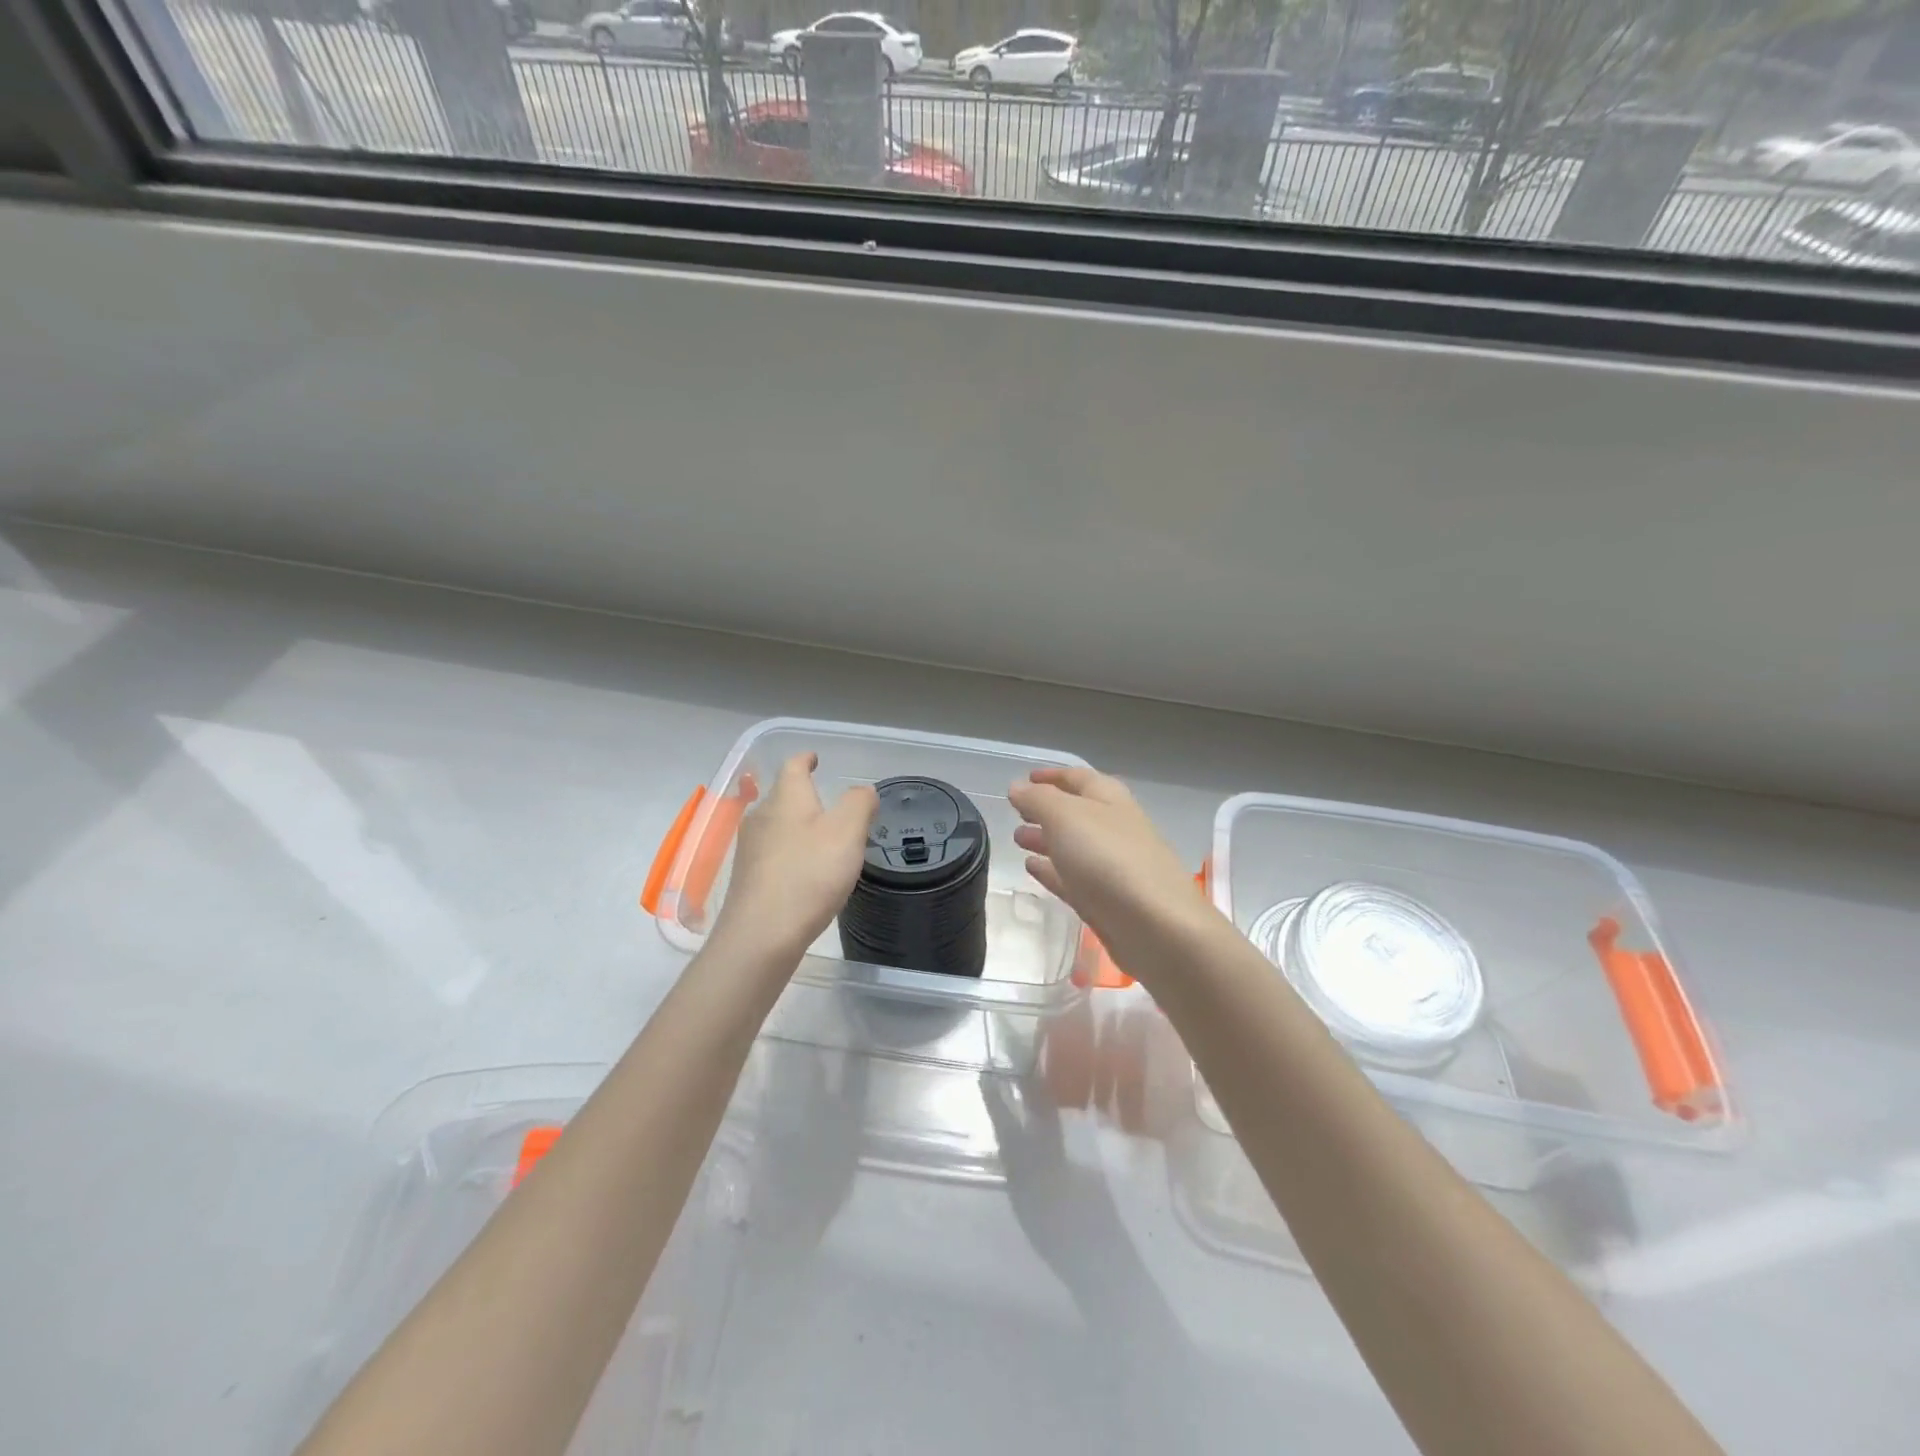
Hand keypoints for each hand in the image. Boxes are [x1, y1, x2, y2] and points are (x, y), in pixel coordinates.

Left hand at [708, 752, 877, 962]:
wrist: (762, 935)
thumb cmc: (809, 874)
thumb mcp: (847, 832)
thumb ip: (859, 804)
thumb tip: (862, 790)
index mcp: (786, 798)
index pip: (793, 766)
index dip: (806, 759)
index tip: (815, 758)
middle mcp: (762, 817)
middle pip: (783, 796)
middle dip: (804, 797)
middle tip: (830, 805)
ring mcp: (750, 849)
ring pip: (776, 826)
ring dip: (797, 826)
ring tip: (822, 839)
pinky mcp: (748, 879)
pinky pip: (772, 854)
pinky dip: (790, 854)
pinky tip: (805, 872)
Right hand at [1009, 766, 1218, 983]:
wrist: (1157, 928)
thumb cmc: (1109, 859)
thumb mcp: (1066, 817)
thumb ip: (1038, 800)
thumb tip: (1017, 787)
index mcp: (1109, 799)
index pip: (1078, 777)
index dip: (1051, 776)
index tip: (1025, 778)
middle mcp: (1114, 828)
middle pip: (1076, 812)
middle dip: (1046, 810)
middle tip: (1016, 813)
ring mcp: (1112, 866)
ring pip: (1073, 846)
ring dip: (1046, 839)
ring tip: (1017, 839)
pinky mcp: (1106, 901)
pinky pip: (1073, 878)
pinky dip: (1052, 870)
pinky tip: (1031, 868)